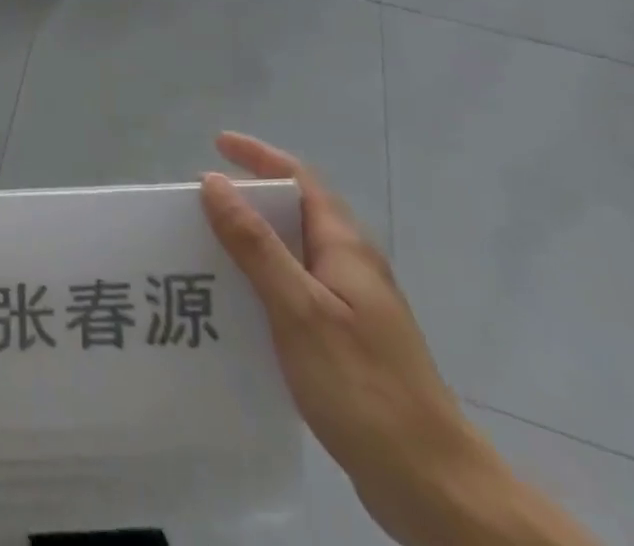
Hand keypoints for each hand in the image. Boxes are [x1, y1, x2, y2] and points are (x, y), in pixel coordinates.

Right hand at [200, 134, 508, 545]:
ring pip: (294, 254)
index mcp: (345, 248)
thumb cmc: (364, 387)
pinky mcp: (348, 343)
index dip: (259, 156)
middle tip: (198, 204)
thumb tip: (213, 182)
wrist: (435, 489)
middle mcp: (352, 268)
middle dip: (248, 200)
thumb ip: (255, 244)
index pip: (300, 179)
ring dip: (251, 243)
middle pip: (296, 213)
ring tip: (205, 249)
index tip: (217, 145)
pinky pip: (296, 292)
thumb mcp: (299, 309)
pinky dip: (263, 283)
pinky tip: (237, 307)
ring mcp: (353, 307)